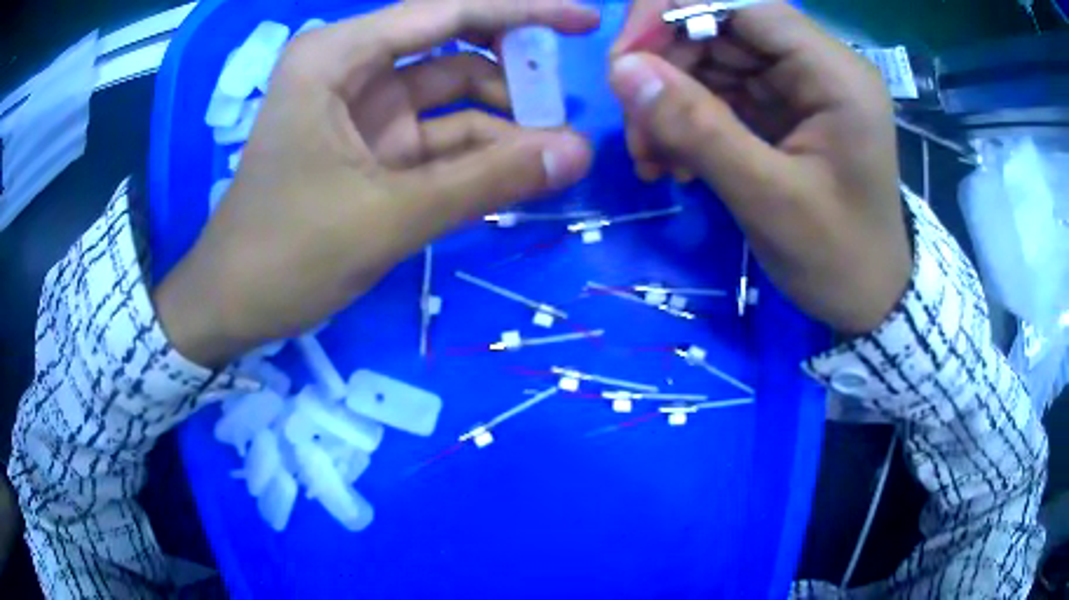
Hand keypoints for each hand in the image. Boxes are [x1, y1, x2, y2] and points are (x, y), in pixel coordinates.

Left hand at [155, 0, 598, 366]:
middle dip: (514, 73)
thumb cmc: (285, 255)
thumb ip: (487, 181)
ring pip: (452, 97)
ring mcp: (365, 111)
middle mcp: (353, 69)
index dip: (523, 12)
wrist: (232, 307)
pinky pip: (439, 138)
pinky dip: (478, 154)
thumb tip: (579, 152)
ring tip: (556, 154)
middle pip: (453, 48)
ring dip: (503, 123)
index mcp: (338, 57)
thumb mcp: (388, 216)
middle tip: (568, 103)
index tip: (585, 19)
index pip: (447, 12)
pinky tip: (519, 173)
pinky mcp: (373, 149)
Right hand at [609, 1, 909, 333]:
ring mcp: (800, 86)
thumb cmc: (838, 259)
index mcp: (834, 73)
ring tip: (652, 159)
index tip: (624, 60)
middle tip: (637, 132)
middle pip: (721, 28)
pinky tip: (674, 162)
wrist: (869, 298)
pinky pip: (723, 93)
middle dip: (666, 70)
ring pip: (714, 61)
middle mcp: (817, 64)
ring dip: (671, 101)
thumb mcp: (769, 199)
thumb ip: (698, 129)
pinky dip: (689, 121)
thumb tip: (623, 70)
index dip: (671, 13)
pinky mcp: (784, 109)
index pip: (742, 3)